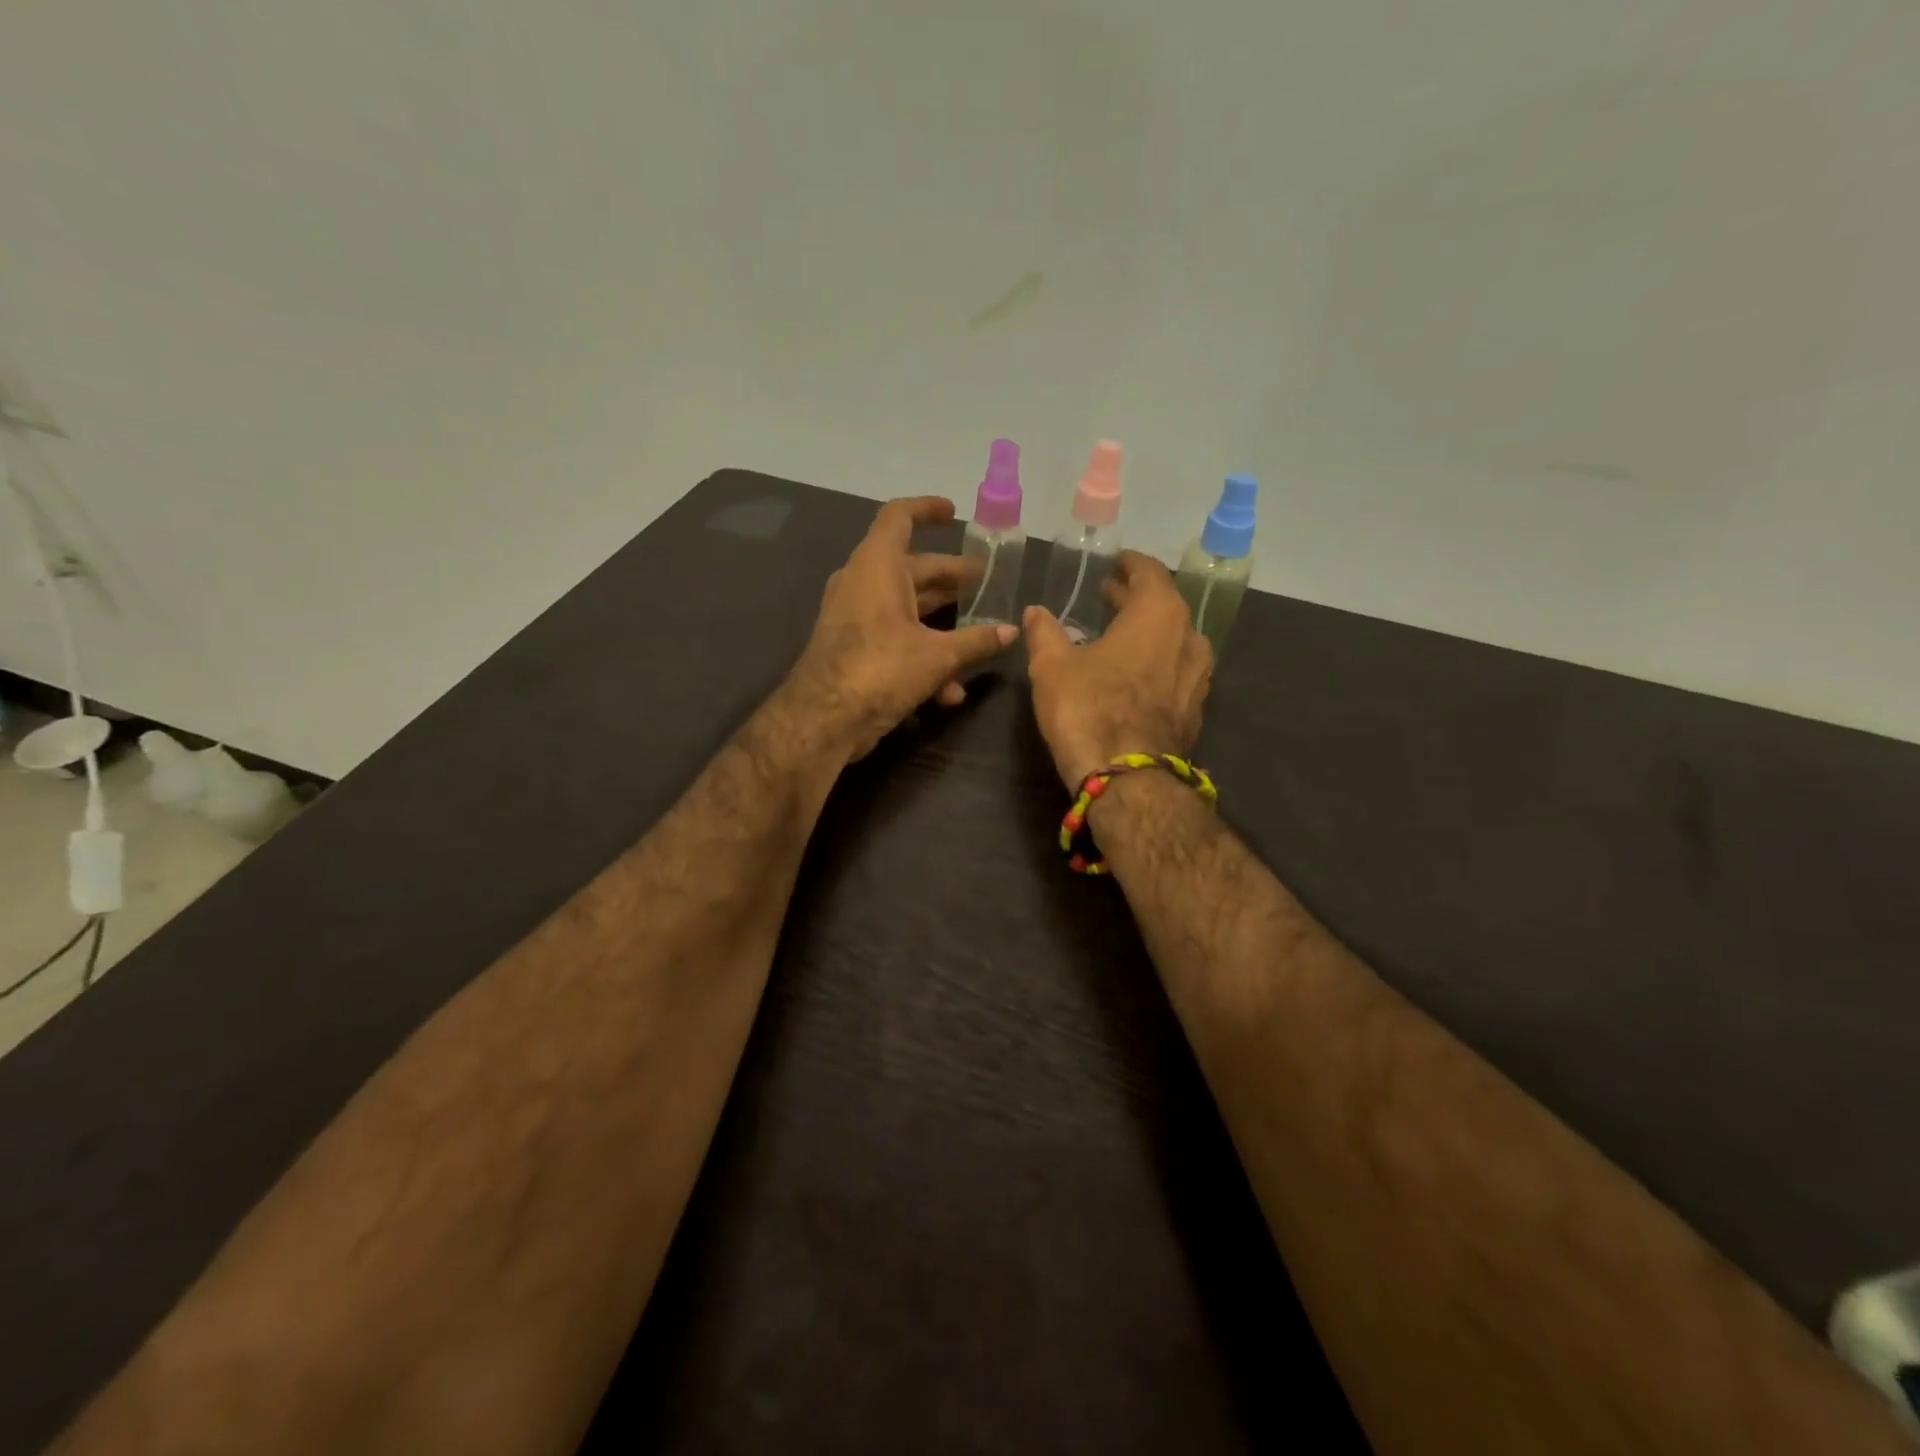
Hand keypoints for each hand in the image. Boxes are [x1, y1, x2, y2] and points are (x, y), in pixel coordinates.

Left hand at [790, 496, 1015, 760]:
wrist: (823, 719)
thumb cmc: (880, 669)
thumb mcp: (938, 656)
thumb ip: (977, 641)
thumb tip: (1011, 632)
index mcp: (878, 566)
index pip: (899, 517)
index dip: (927, 510)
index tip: (954, 513)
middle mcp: (863, 583)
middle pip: (914, 569)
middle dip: (952, 579)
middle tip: (986, 586)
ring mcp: (856, 616)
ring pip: (908, 609)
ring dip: (944, 626)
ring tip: (980, 640)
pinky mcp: (855, 648)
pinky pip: (895, 639)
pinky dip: (923, 657)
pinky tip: (950, 692)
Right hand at [1023, 551, 1211, 788]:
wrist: (1128, 779)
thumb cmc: (1089, 708)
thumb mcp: (1052, 666)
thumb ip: (1045, 632)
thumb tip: (1035, 612)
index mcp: (1159, 614)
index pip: (1149, 573)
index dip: (1130, 565)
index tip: (1115, 564)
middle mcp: (1189, 637)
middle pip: (1164, 605)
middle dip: (1135, 598)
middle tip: (1108, 595)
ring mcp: (1198, 676)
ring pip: (1172, 639)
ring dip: (1146, 632)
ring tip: (1117, 634)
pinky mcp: (1195, 709)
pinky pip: (1175, 670)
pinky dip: (1155, 662)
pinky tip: (1131, 674)